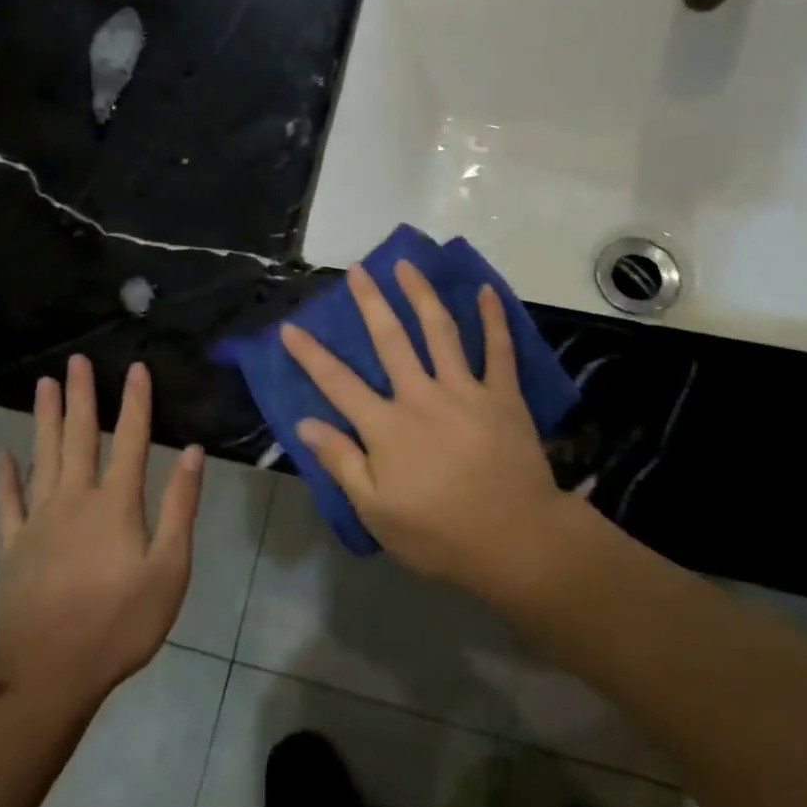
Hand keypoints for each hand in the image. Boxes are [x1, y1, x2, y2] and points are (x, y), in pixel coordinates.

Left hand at [0, 355, 203, 707]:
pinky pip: (8, 503)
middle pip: (80, 436)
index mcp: (116, 503)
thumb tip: (192, 453)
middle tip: (76, 361)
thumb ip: (179, 507)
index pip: (131, 439)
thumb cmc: (120, 623)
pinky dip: (6, 477)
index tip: (135, 368)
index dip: (135, 401)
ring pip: (44, 457)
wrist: (50, 673)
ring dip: (46, 419)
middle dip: (82, 396)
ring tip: (44, 385)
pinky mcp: (13, 546)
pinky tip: (4, 456)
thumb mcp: (169, 569)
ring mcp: (38, 520)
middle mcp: (75, 499)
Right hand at [280, 261, 569, 595]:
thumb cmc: (440, 533)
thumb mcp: (376, 511)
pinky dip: (493, 318)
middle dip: (370, 302)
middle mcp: (422, 396)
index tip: (290, 328)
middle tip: (357, 269)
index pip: (338, 383)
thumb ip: (342, 462)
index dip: (310, 355)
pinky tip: (486, 291)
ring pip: (440, 331)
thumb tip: (305, 424)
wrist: (516, 541)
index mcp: (387, 427)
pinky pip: (499, 349)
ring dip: (421, 295)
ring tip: (407, 265)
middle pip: (390, 340)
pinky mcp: (503, 396)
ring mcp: (465, 391)